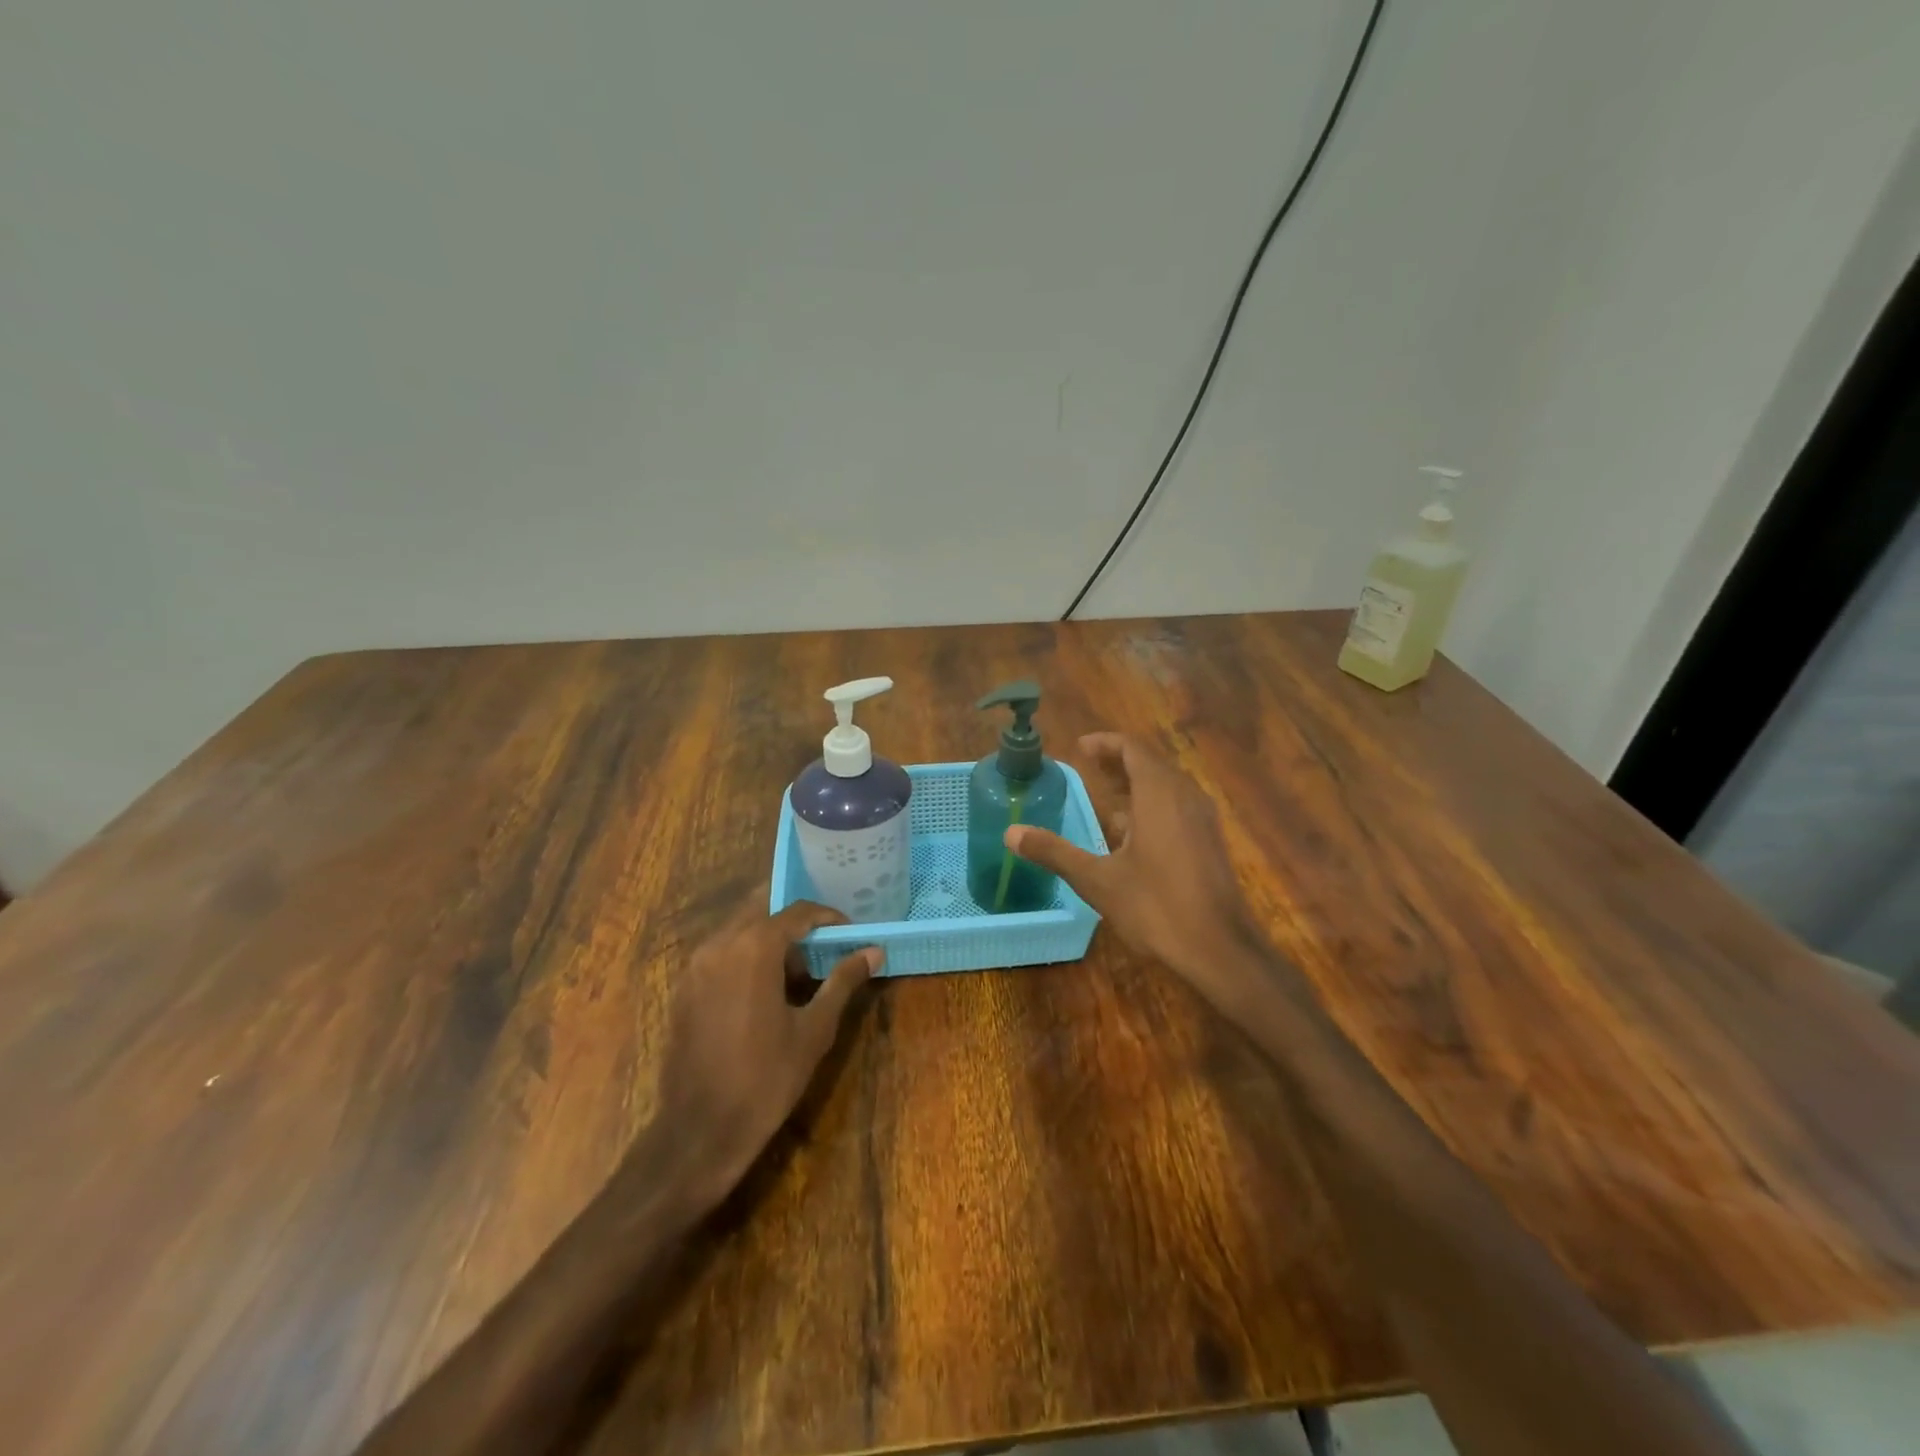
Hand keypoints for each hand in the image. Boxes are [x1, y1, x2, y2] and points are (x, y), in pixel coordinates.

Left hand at [648, 895, 879, 1206]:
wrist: (699, 1131)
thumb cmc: (766, 1078)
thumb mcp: (814, 1029)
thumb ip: (843, 981)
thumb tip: (873, 951)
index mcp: (754, 947)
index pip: (798, 911)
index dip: (828, 917)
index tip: (850, 934)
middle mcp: (720, 944)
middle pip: (764, 910)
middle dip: (796, 923)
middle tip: (824, 946)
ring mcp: (696, 966)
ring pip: (740, 929)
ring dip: (770, 938)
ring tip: (799, 972)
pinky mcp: (684, 988)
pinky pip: (721, 953)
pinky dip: (746, 956)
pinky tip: (766, 991)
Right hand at [1007, 733, 1283, 1018]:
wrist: (1220, 949)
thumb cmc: (1156, 907)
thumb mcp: (1096, 880)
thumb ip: (1054, 852)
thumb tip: (1011, 833)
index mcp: (1158, 793)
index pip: (1131, 748)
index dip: (1104, 743)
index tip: (1079, 747)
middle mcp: (1185, 796)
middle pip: (1150, 764)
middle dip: (1118, 763)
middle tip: (1088, 768)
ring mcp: (1202, 819)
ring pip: (1166, 787)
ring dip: (1135, 786)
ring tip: (1105, 799)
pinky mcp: (1209, 842)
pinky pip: (1177, 808)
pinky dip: (1152, 807)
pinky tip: (1132, 837)